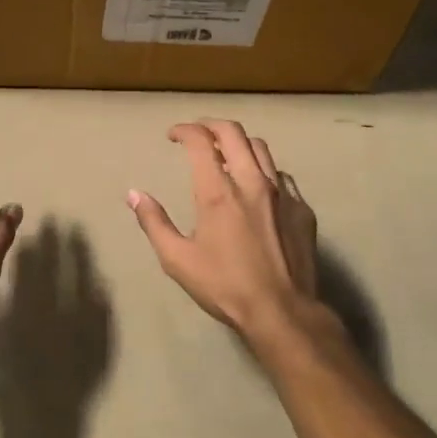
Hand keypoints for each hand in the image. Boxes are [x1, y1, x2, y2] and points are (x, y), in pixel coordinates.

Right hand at [128, 120, 318, 340]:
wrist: (282, 312)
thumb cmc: (224, 286)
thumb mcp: (177, 259)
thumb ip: (154, 222)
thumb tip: (134, 194)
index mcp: (218, 192)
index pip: (200, 141)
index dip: (183, 130)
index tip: (172, 136)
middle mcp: (252, 182)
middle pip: (234, 132)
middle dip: (210, 125)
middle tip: (197, 133)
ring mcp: (282, 194)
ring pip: (261, 148)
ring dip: (239, 144)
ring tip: (226, 155)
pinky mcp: (302, 209)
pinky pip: (282, 176)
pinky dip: (264, 171)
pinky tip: (257, 187)